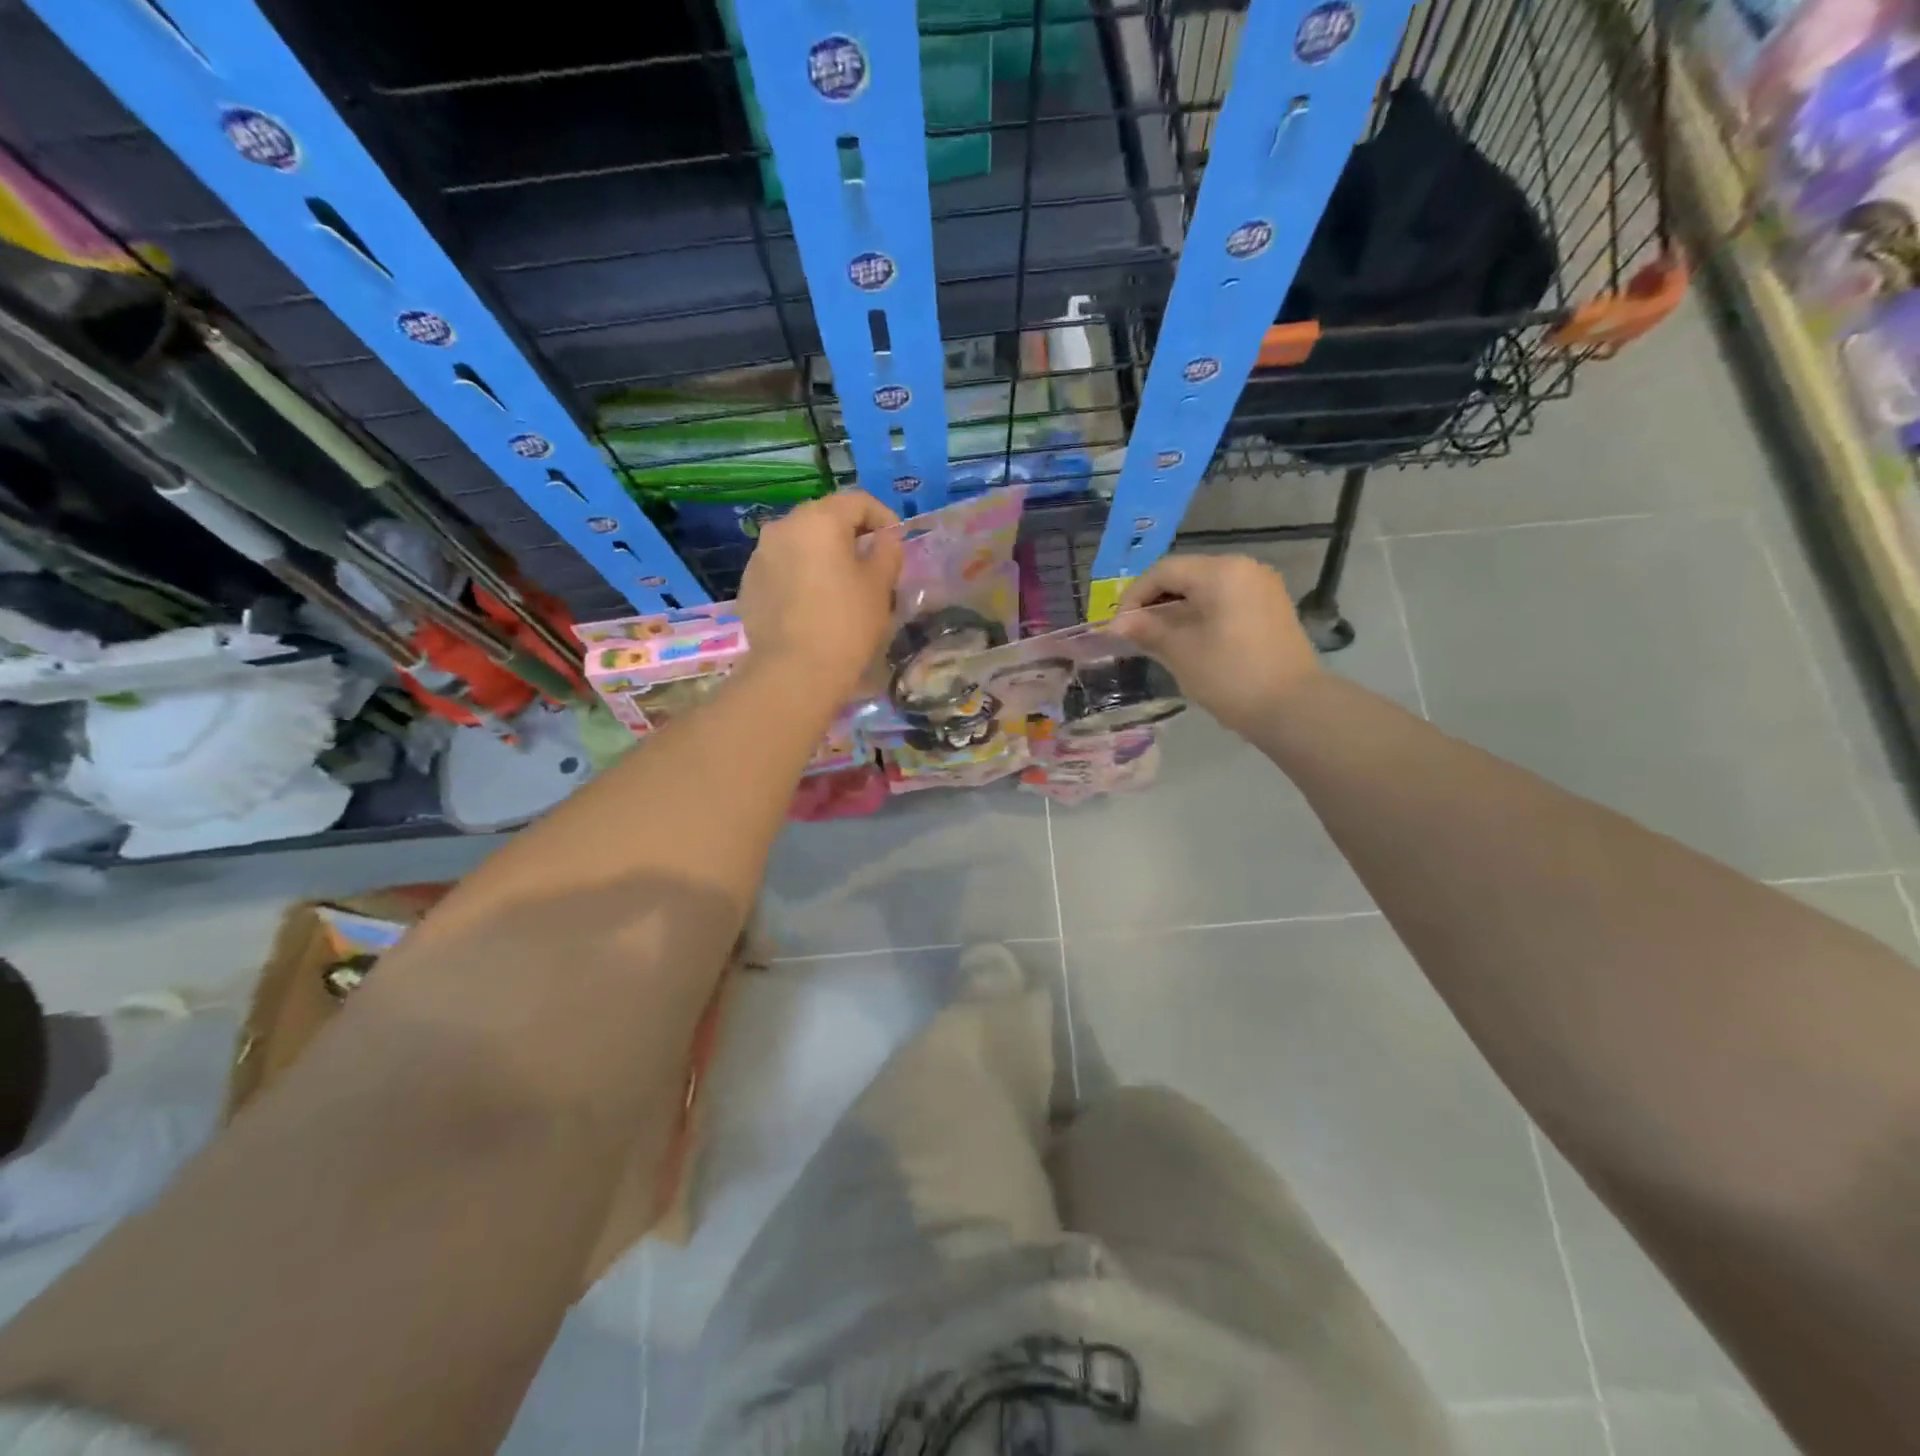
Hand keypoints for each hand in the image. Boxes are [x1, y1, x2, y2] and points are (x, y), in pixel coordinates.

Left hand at [738, 491, 903, 695]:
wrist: (794, 671)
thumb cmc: (846, 623)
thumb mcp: (880, 585)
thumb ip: (887, 551)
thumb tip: (885, 538)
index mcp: (819, 520)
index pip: (858, 501)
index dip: (883, 517)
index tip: (897, 542)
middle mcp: (783, 527)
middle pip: (824, 518)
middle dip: (850, 534)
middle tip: (871, 563)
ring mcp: (760, 555)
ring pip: (800, 543)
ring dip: (822, 555)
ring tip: (840, 585)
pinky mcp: (749, 584)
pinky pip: (782, 568)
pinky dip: (801, 575)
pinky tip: (813, 604)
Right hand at [1111, 553, 1320, 735]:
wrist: (1295, 708)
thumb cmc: (1231, 676)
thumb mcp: (1181, 652)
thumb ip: (1147, 630)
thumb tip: (1116, 624)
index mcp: (1221, 572)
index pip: (1164, 571)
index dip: (1135, 596)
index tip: (1118, 627)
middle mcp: (1244, 569)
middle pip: (1186, 576)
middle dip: (1155, 602)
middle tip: (1134, 634)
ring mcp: (1262, 588)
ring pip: (1206, 590)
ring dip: (1177, 611)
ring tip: (1157, 640)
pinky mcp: (1271, 609)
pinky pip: (1226, 602)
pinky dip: (1201, 616)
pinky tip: (1188, 642)